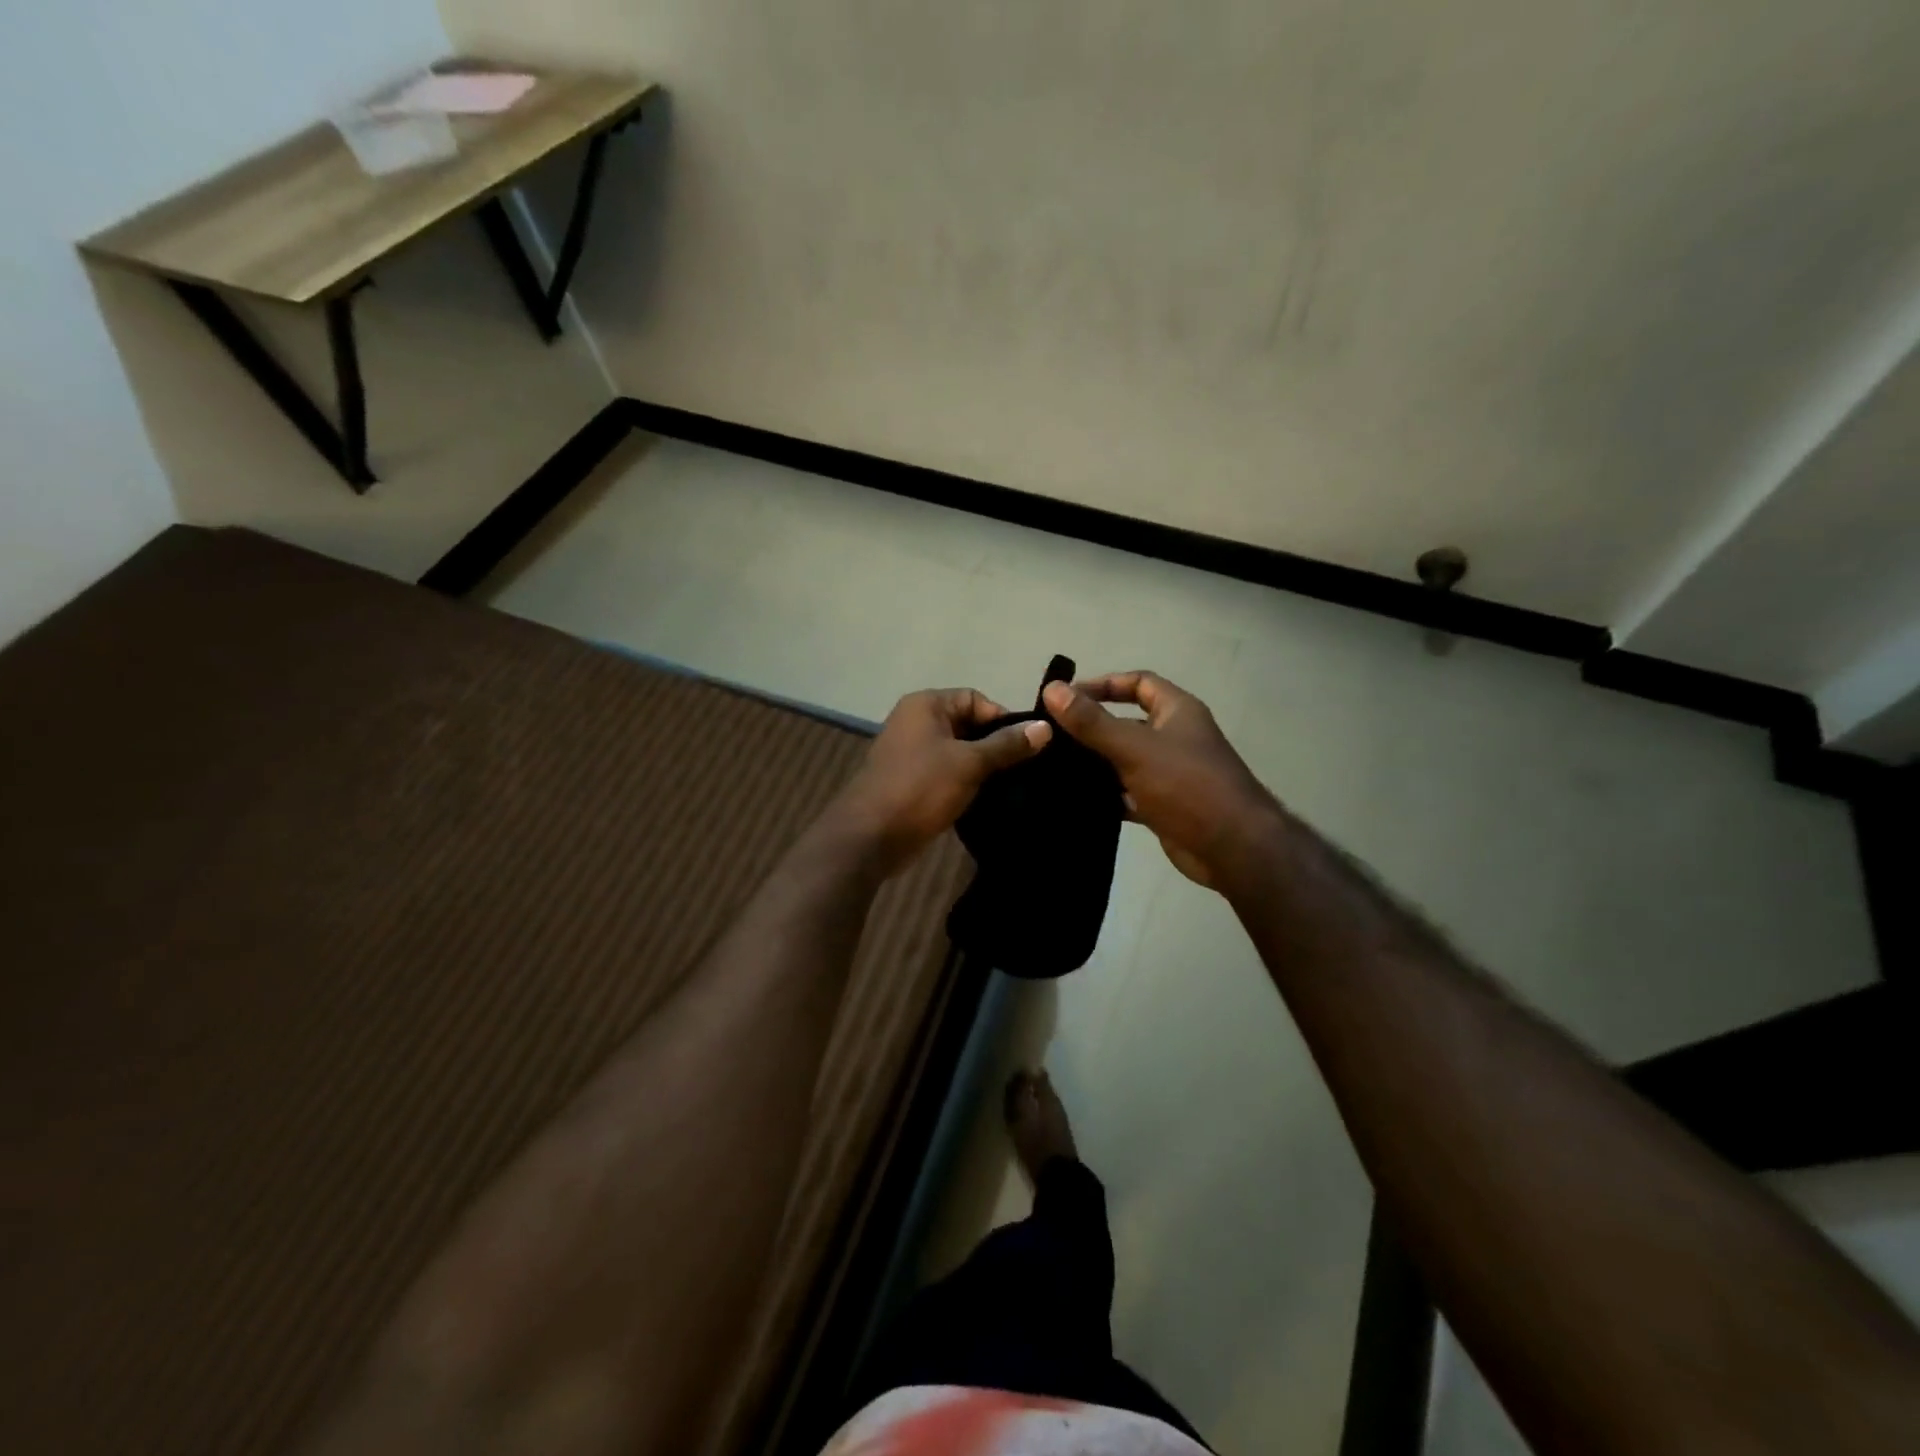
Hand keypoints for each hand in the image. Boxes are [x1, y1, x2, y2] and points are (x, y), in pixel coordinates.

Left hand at [834, 688, 1051, 874]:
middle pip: (969, 725)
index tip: (1028, 747)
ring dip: (983, 767)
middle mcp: (917, 722)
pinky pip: (948, 773)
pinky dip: (967, 783)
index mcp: (926, 705)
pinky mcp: (913, 781)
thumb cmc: (920, 787)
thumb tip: (1046, 727)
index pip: (976, 699)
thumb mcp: (970, 763)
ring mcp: (912, 753)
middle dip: (996, 745)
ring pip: (960, 752)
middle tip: (1026, 769)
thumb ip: (1007, 745)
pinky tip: (990, 800)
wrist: (872, 836)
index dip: (1003, 719)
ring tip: (1014, 786)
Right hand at [1042, 672, 1280, 889]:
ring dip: (1094, 764)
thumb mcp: (1135, 747)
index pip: (1138, 683)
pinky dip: (1105, 795)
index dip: (1104, 685)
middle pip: (1127, 723)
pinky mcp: (1163, 806)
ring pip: (1124, 761)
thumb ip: (1092, 721)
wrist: (1232, 848)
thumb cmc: (1187, 785)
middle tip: (1050, 737)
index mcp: (1177, 712)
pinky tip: (1074, 800)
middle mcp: (1174, 738)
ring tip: (1052, 768)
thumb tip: (1052, 689)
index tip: (1067, 698)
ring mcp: (1170, 774)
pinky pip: (1127, 793)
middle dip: (1091, 728)